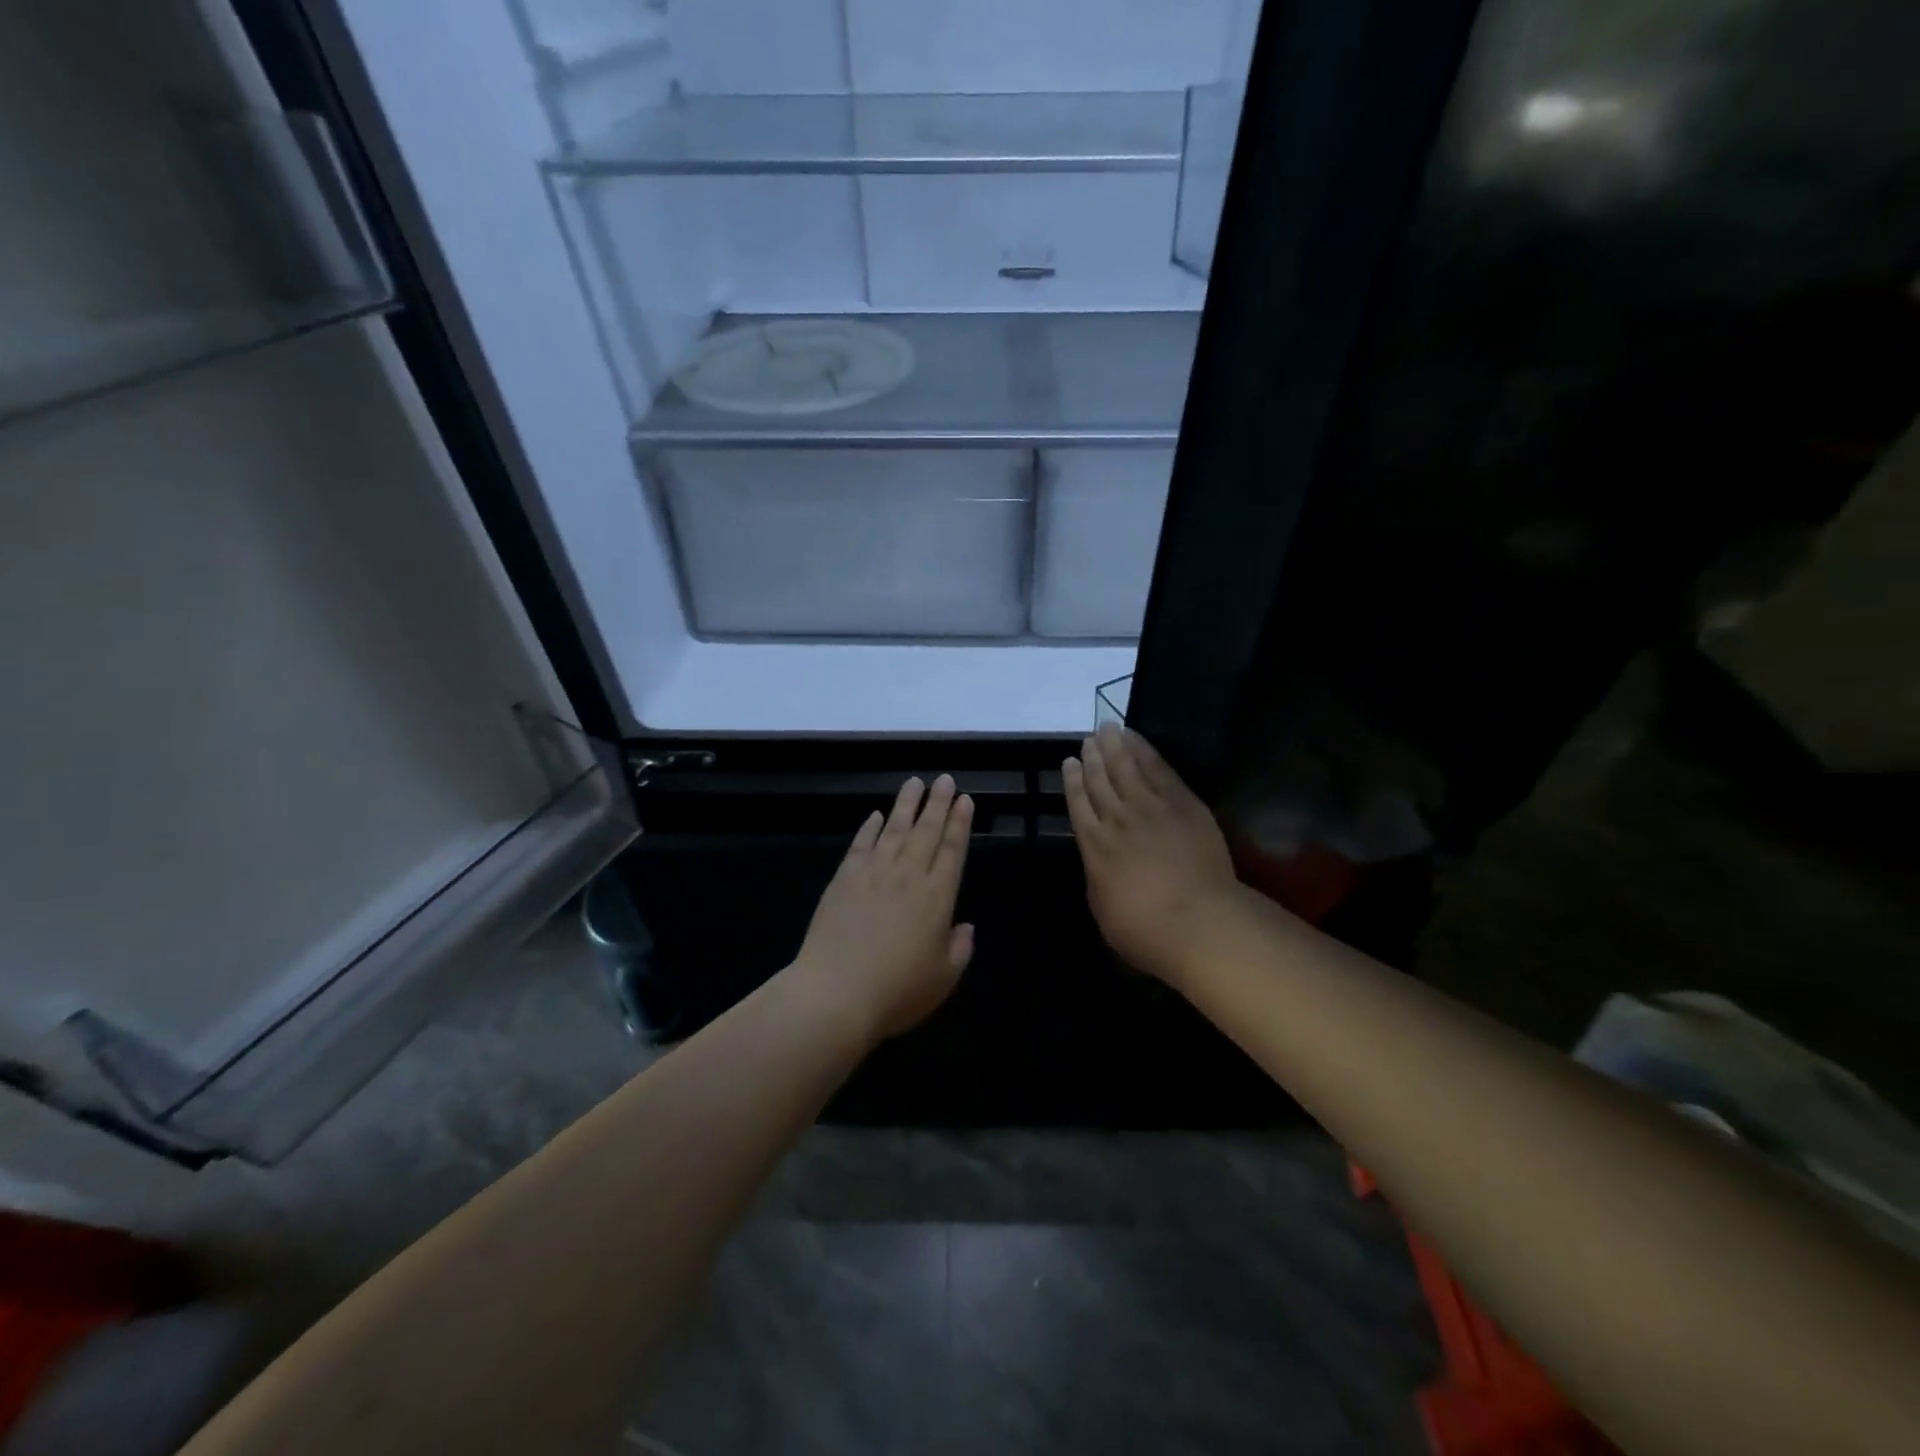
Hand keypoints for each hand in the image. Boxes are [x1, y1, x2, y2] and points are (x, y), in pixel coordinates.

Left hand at [792, 774, 975, 1040]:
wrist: (836, 993)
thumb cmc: (897, 991)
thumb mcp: (943, 979)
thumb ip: (959, 949)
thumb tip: (966, 927)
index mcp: (937, 897)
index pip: (953, 850)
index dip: (960, 823)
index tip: (964, 799)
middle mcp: (908, 876)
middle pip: (926, 831)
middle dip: (937, 803)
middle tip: (944, 779)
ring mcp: (873, 874)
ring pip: (894, 829)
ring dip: (905, 805)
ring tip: (915, 783)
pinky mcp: (844, 880)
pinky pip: (860, 845)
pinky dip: (869, 828)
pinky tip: (875, 815)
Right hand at [1064, 724, 1239, 985]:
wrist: (1197, 921)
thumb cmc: (1145, 930)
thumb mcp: (1104, 908)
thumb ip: (1098, 877)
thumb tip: (1099, 861)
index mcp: (1094, 847)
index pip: (1078, 806)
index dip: (1072, 782)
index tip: (1068, 762)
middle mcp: (1117, 819)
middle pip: (1101, 781)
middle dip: (1092, 758)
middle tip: (1088, 739)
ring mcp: (1151, 808)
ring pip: (1126, 768)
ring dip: (1115, 747)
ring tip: (1107, 729)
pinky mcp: (1182, 803)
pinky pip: (1159, 769)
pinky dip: (1145, 752)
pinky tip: (1137, 740)